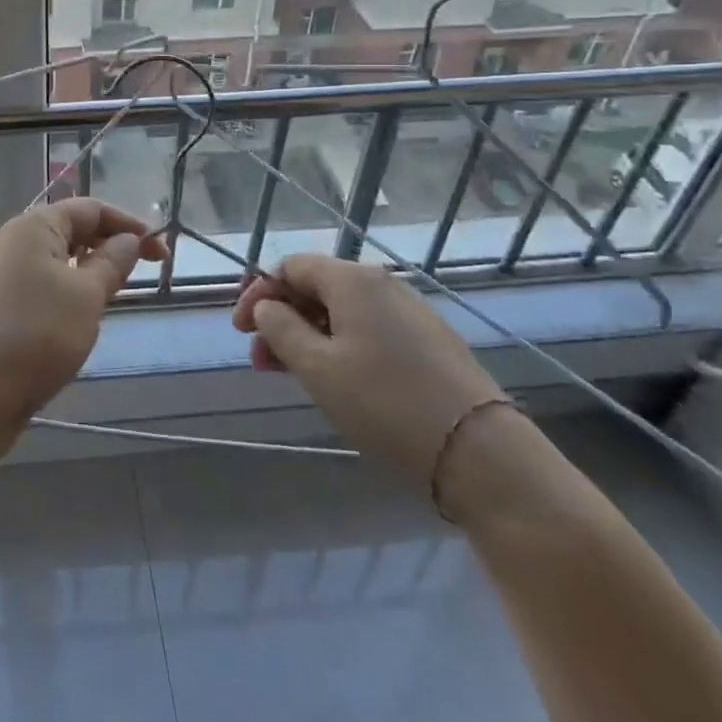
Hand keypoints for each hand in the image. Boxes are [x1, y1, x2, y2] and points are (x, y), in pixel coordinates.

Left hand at [0, 199, 168, 425]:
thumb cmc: (36, 335)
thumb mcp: (87, 296)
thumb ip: (112, 262)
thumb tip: (129, 239)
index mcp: (34, 226)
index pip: (90, 209)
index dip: (129, 224)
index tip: (161, 252)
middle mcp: (13, 240)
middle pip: (71, 230)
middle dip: (109, 245)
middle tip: (143, 273)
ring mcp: (1, 273)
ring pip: (56, 259)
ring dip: (89, 270)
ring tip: (114, 295)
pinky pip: (41, 283)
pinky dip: (67, 290)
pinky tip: (80, 318)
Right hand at [233, 255, 504, 486]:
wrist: (480, 454)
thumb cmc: (385, 403)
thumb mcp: (316, 367)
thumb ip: (280, 329)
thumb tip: (267, 306)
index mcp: (352, 280)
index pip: (290, 267)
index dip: (258, 293)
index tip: (240, 331)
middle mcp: (382, 284)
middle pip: (316, 288)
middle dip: (281, 319)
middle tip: (261, 360)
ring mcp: (410, 312)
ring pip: (342, 312)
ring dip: (308, 336)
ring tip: (290, 374)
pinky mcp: (429, 342)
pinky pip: (369, 330)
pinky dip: (340, 346)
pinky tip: (335, 380)